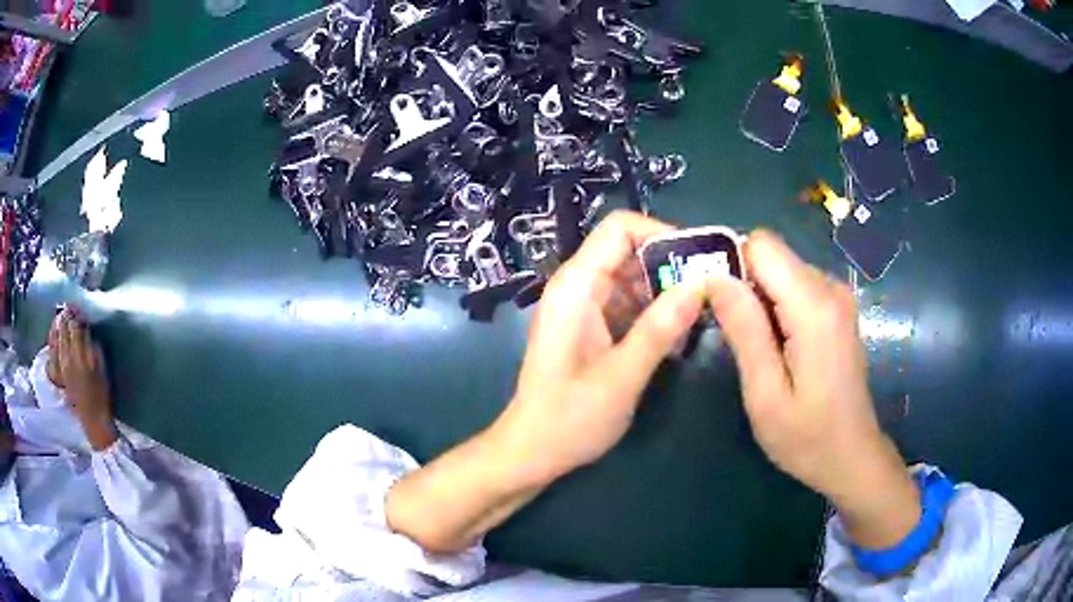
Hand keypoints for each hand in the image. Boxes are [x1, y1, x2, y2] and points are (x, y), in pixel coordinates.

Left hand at [48, 309, 116, 450]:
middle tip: (69, 308)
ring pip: (55, 337)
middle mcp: (66, 359)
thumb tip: (86, 329)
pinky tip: (53, 334)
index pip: (75, 326)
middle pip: (63, 328)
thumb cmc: (102, 395)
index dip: (76, 314)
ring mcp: (60, 367)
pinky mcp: (56, 374)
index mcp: (80, 357)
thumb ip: (93, 346)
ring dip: (57, 324)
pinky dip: (51, 340)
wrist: (94, 421)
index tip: (79, 308)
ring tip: (61, 316)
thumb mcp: (102, 369)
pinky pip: (51, 351)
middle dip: (66, 316)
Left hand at [495, 211, 706, 483]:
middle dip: (670, 265)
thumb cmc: (569, 419)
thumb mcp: (622, 377)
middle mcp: (576, 287)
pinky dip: (652, 312)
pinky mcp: (589, 326)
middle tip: (710, 292)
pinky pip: (626, 302)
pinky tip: (675, 338)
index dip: (662, 235)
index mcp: (575, 287)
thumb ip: (660, 329)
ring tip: (699, 317)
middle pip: (628, 250)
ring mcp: (581, 306)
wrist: (531, 452)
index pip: (620, 229)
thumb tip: (700, 284)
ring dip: (665, 291)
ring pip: (631, 277)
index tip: (699, 263)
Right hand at [706, 230, 919, 549]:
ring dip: (758, 298)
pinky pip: (795, 285)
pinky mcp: (837, 307)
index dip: (731, 265)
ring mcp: (838, 296)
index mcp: (814, 307)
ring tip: (754, 348)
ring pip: (781, 269)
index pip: (762, 245)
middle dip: (743, 284)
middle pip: (771, 255)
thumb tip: (714, 278)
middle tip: (728, 334)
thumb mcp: (765, 394)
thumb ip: (744, 330)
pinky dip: (776, 305)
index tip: (714, 304)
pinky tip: (776, 347)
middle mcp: (830, 288)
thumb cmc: (807, 438)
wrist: (852, 456)